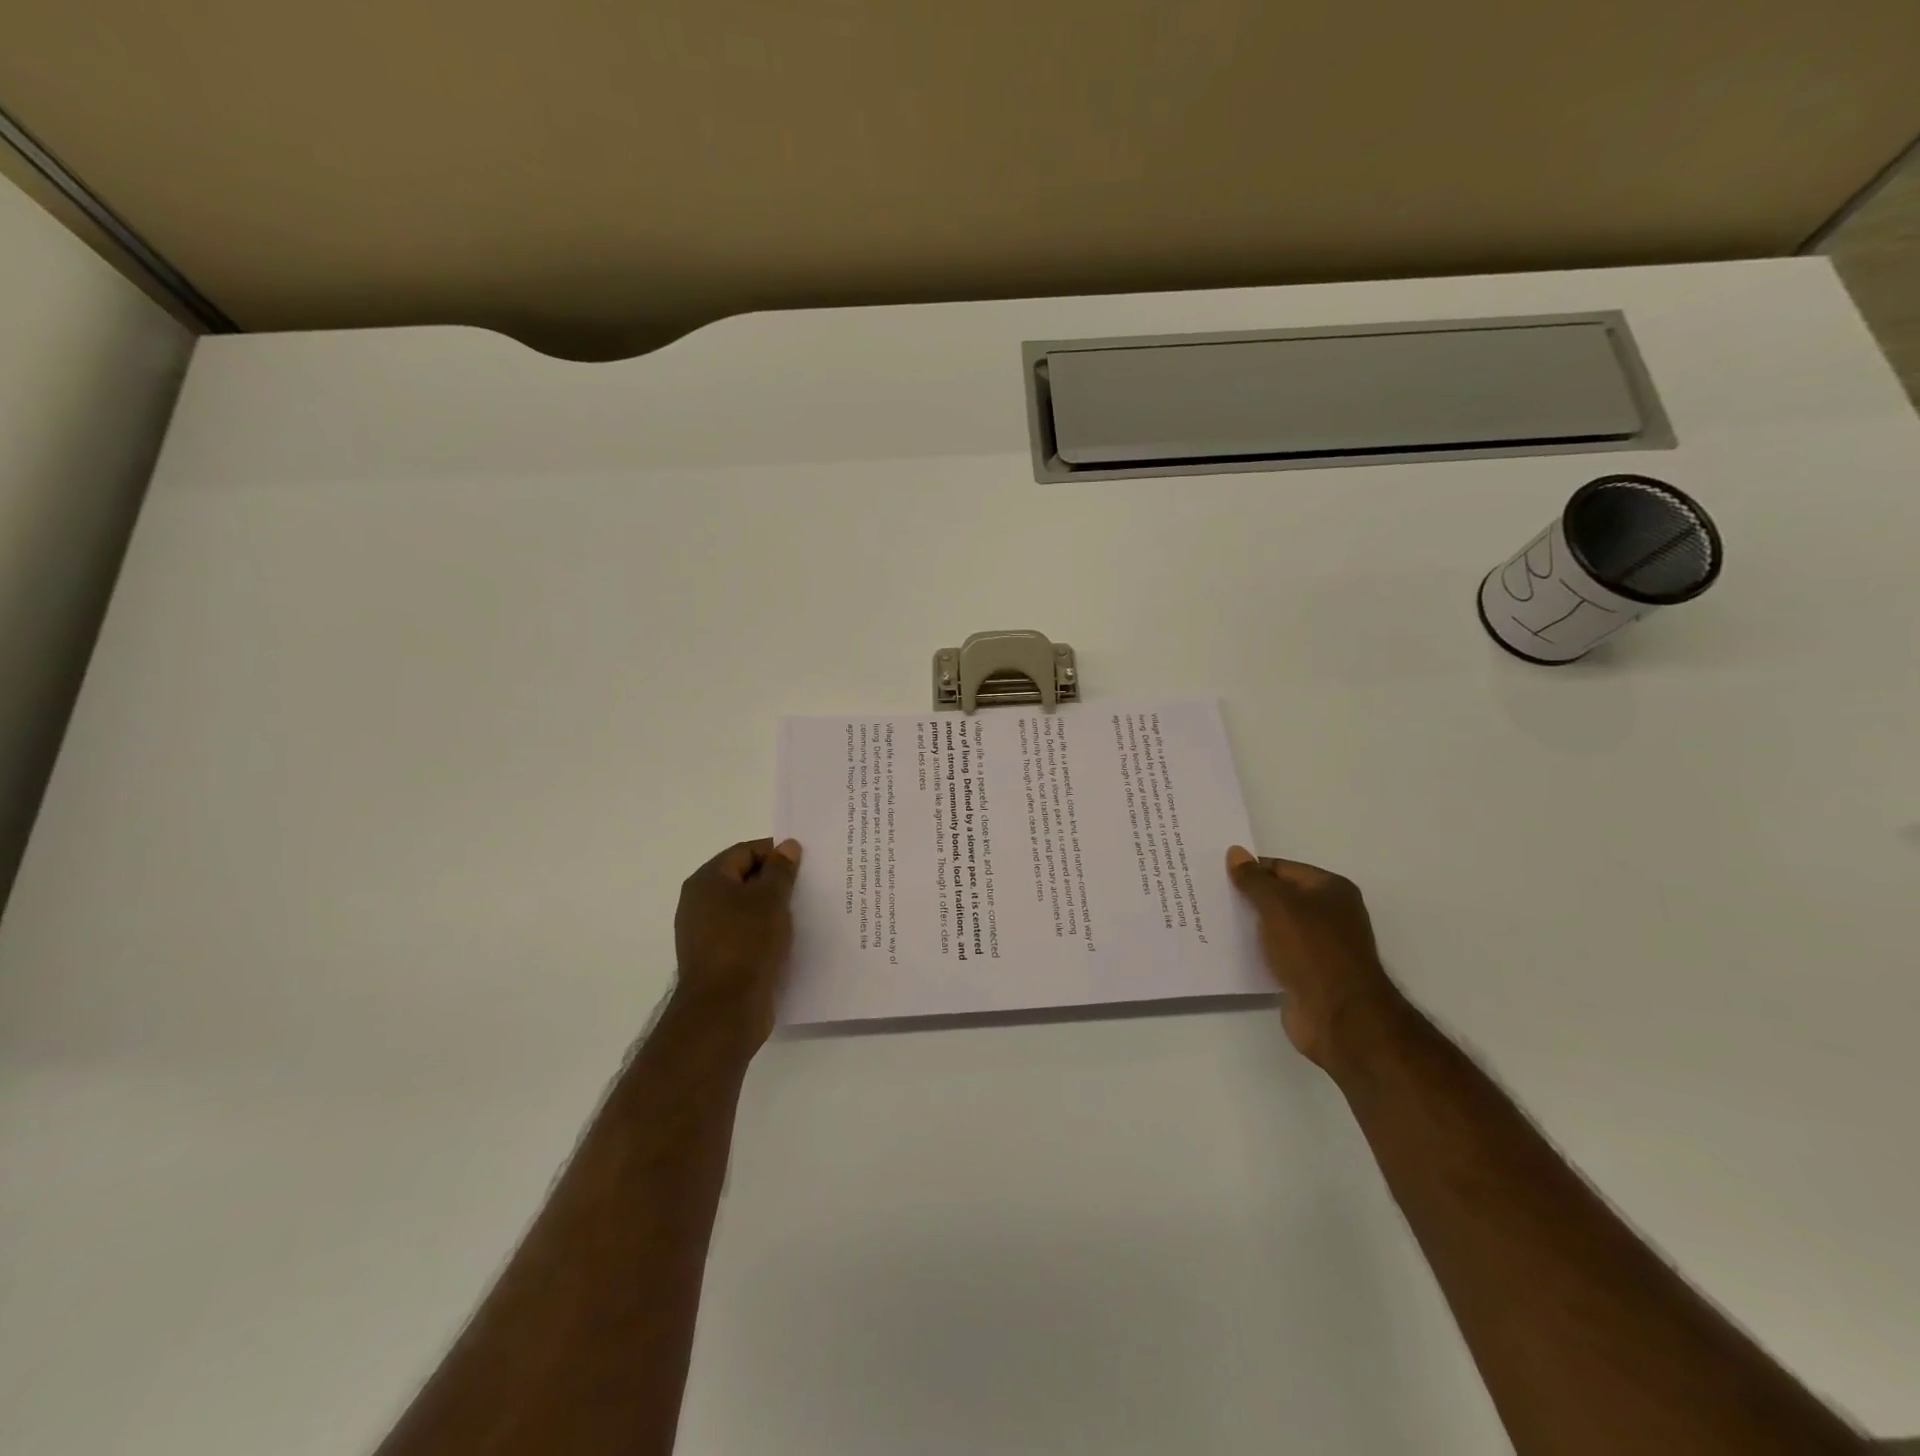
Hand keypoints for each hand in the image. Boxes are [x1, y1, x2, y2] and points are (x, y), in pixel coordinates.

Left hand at [672, 838, 802, 1043]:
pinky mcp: (719, 959)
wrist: (724, 1011)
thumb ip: (780, 870)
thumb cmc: (746, 944)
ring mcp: (707, 933)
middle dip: (777, 880)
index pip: (745, 851)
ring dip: (774, 908)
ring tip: (806, 911)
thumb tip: (787, 846)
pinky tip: (791, 939)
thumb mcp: (770, 900)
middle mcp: (700, 903)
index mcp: (707, 881)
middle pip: (744, 879)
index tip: (806, 862)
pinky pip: (746, 934)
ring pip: (747, 909)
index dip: (776, 852)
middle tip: (810, 885)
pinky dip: (767, 932)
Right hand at [1227, 846, 1406, 1070]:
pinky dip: (1256, 950)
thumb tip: (1236, 853)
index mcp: (1331, 889)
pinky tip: (1229, 950)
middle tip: (1208, 894)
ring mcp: (1320, 946)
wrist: (1340, 1016)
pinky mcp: (1307, 973)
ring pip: (1275, 926)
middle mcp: (1329, 914)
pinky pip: (1276, 953)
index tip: (1215, 874)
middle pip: (1279, 896)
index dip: (1250, 869)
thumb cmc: (1312, 949)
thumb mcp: (1278, 905)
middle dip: (1247, 896)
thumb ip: (1254, 879)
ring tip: (1211, 920)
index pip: (1281, 868)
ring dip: (1249, 925)